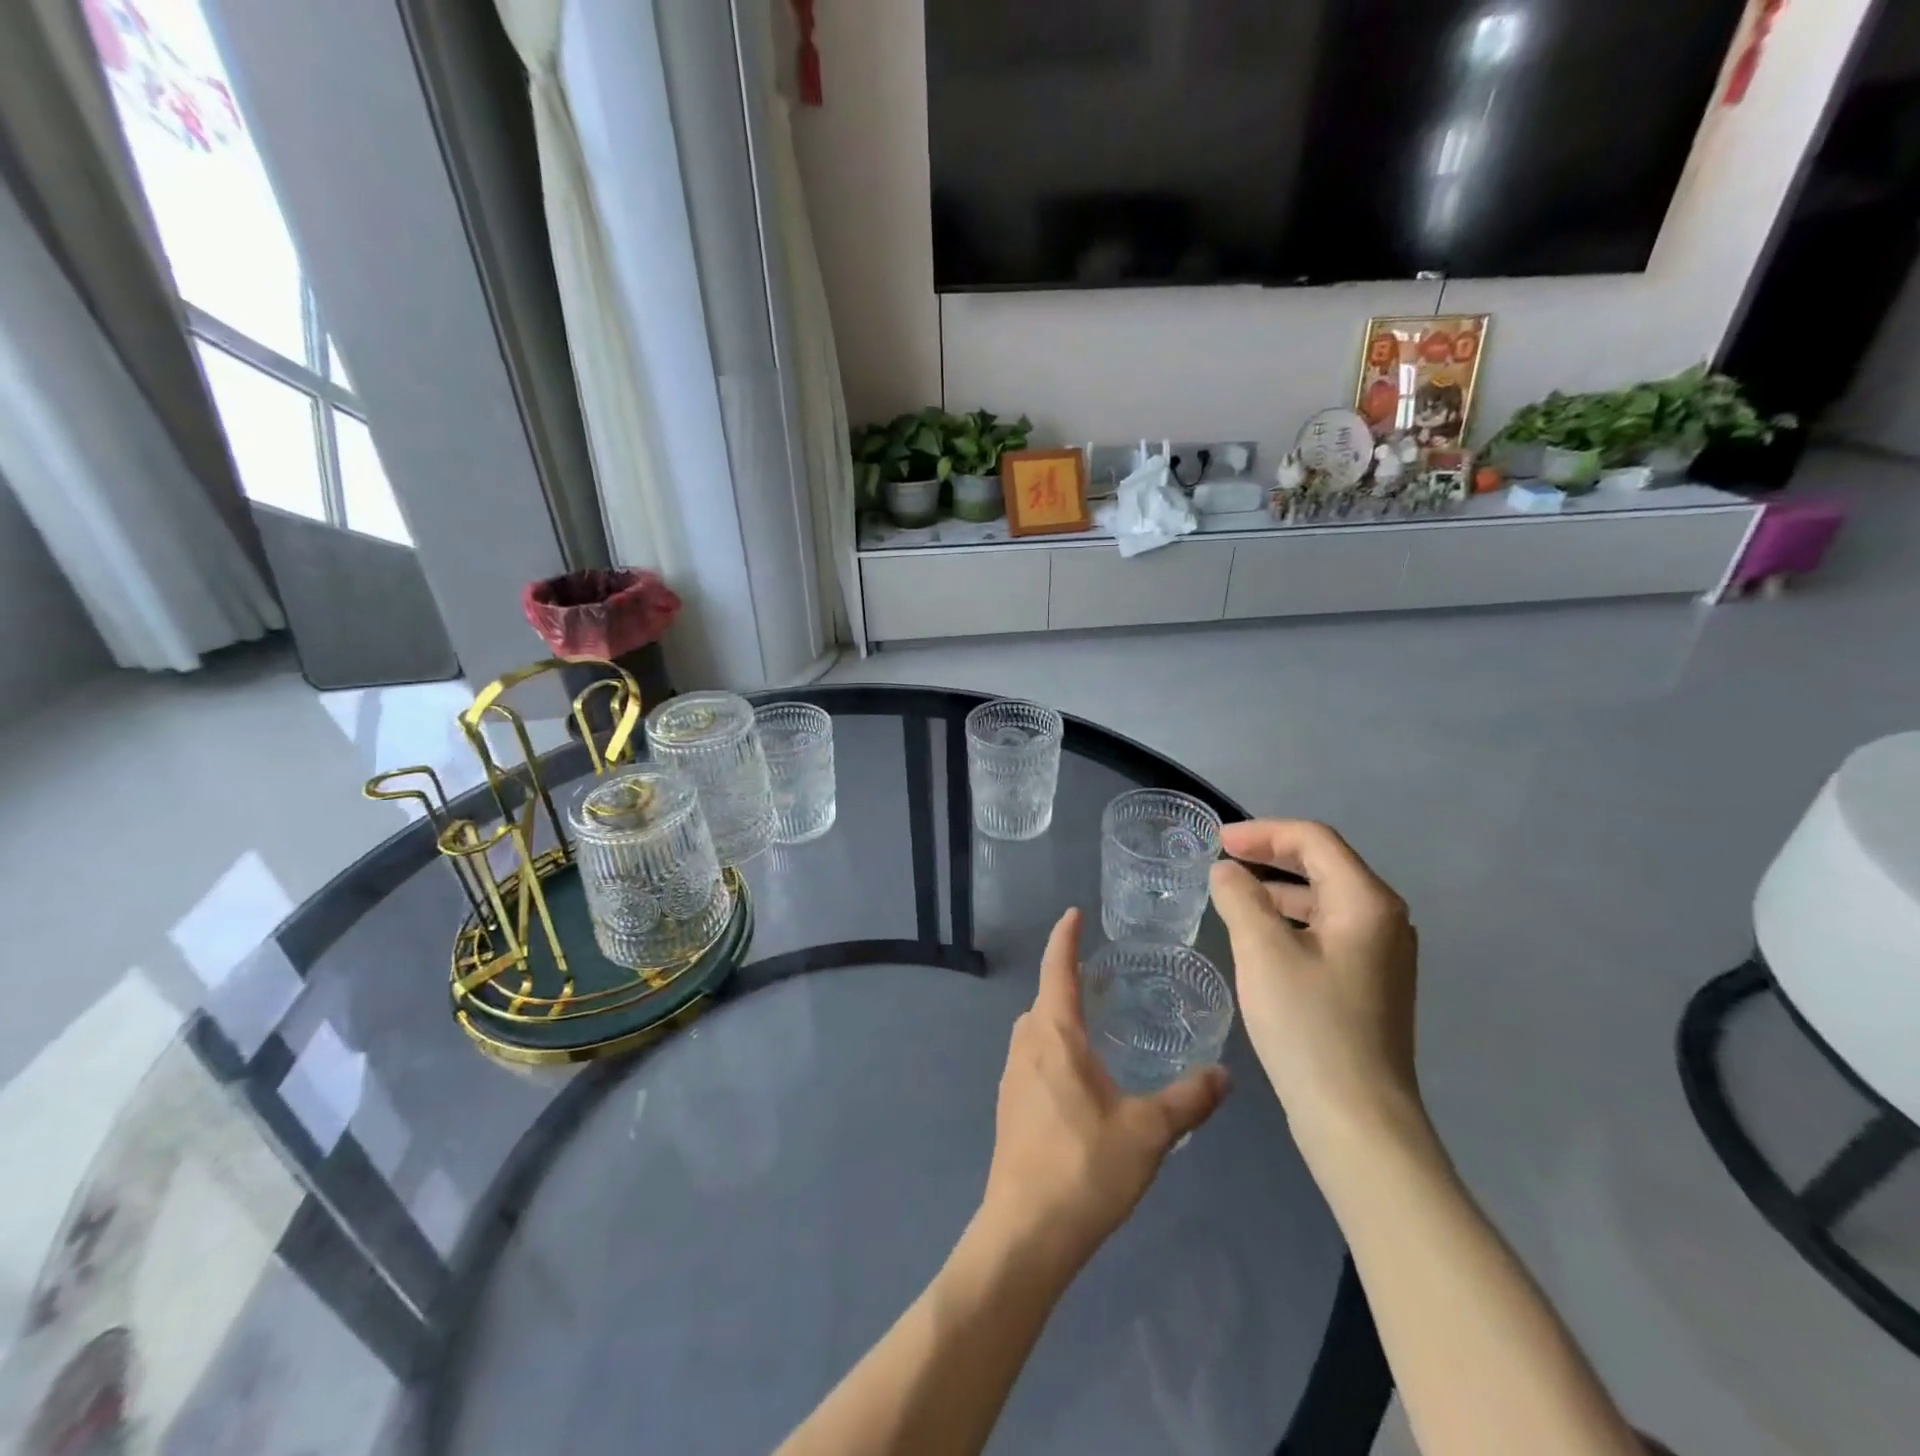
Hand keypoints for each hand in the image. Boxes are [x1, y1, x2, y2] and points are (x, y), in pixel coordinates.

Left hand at [979, 908, 1229, 1273]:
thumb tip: (1225, 1074)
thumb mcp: (1148, 1132)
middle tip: (1102, 976)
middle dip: (1067, 979)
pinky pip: (1032, 1056)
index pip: (1057, 969)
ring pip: (1035, 1028)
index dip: (1065, 938)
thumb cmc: (1085, 1168)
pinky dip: (1052, 1046)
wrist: (1025, 1231)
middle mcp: (1026, 1044)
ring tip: (1095, 1022)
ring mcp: (1012, 1076)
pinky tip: (1079, 1075)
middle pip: (1045, 997)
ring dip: (1058, 1015)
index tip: (1072, 913)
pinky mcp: (1009, 1105)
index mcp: (1054, 1035)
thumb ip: (1188, 1099)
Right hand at [1208, 821, 1421, 1161]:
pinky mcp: (1370, 983)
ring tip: (1233, 893)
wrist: (1357, 1120)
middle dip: (1270, 855)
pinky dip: (1291, 919)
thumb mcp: (1262, 952)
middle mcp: (1384, 920)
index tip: (1216, 842)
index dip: (1262, 832)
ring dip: (1278, 888)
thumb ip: (1240, 898)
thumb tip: (1226, 871)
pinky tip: (1260, 936)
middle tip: (1221, 859)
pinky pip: (1327, 929)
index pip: (1314, 840)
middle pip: (1324, 863)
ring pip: (1325, 898)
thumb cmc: (1309, 1027)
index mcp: (1367, 902)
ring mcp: (1381, 954)